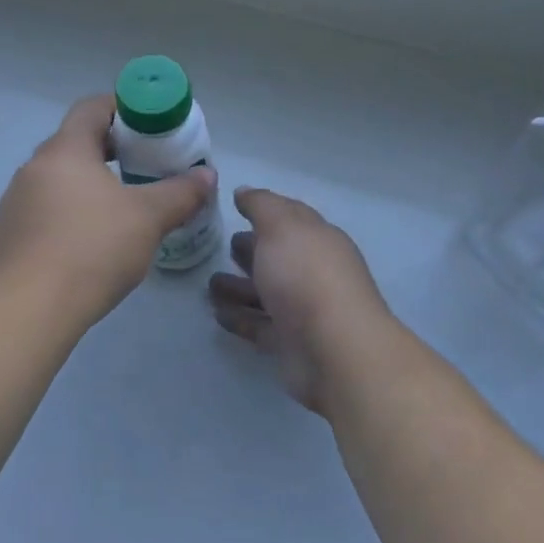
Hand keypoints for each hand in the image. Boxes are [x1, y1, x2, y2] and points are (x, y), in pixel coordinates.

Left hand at [0, 96, 217, 328]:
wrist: (27, 309)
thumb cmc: (92, 249)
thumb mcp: (148, 219)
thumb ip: (180, 193)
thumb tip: (207, 175)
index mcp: (65, 150)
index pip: (91, 108)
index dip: (122, 108)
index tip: (149, 124)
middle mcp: (34, 167)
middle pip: (74, 143)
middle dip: (111, 149)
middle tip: (144, 165)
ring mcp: (16, 202)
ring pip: (59, 179)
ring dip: (88, 183)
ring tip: (120, 207)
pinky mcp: (8, 235)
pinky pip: (45, 210)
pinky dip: (70, 213)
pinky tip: (90, 242)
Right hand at [208, 187, 396, 414]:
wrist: (334, 350)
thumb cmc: (306, 276)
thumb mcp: (281, 226)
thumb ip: (261, 206)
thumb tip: (244, 192)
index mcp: (318, 239)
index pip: (291, 218)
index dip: (266, 211)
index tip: (236, 207)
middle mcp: (313, 272)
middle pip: (278, 257)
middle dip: (252, 250)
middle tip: (222, 246)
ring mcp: (303, 310)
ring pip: (266, 293)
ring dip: (239, 287)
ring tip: (209, 284)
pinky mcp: (290, 343)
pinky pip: (259, 326)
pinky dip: (239, 318)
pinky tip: (216, 314)